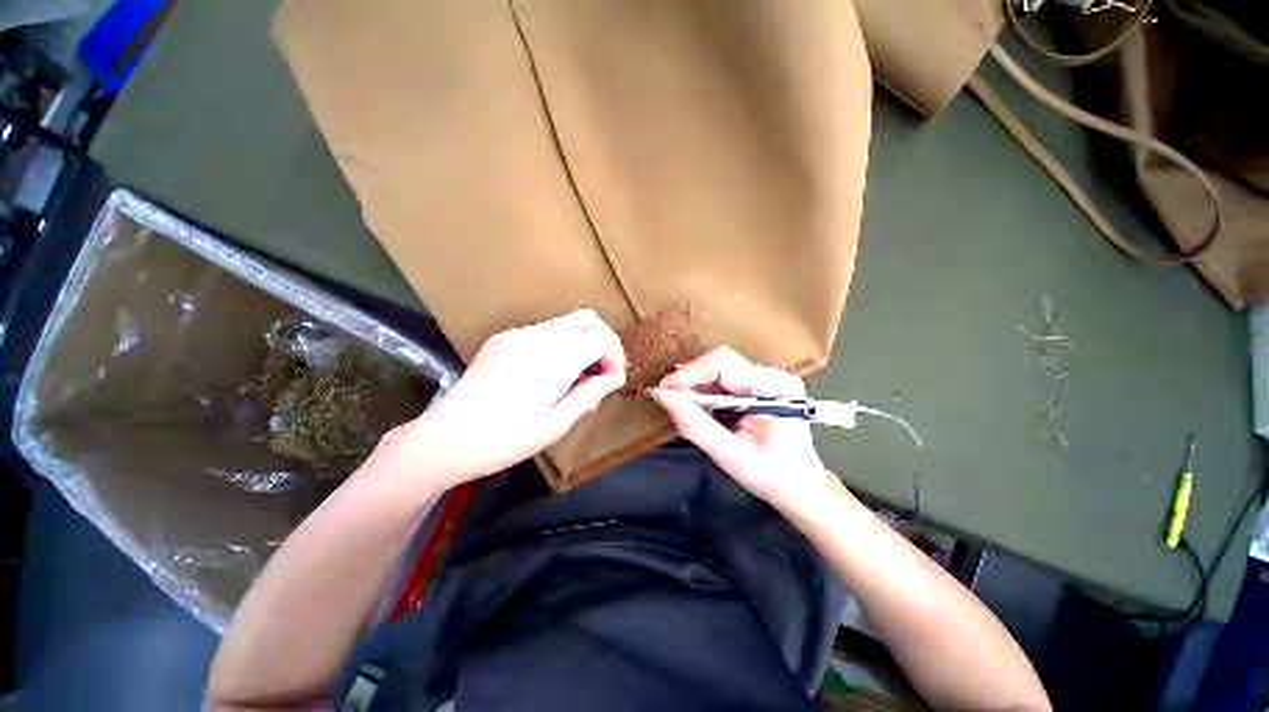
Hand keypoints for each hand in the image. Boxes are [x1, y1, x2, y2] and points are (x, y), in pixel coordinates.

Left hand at [368, 309, 625, 490]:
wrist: (441, 440)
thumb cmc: (500, 442)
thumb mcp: (552, 427)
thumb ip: (588, 395)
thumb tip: (616, 377)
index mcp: (546, 363)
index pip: (598, 336)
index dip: (614, 354)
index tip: (612, 379)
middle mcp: (532, 339)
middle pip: (586, 318)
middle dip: (603, 343)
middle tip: (601, 375)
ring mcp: (515, 335)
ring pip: (567, 324)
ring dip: (583, 345)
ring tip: (577, 382)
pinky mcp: (504, 338)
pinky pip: (546, 332)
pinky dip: (563, 347)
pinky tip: (554, 376)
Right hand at [652, 347, 834, 509]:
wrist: (801, 486)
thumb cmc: (770, 476)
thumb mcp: (728, 455)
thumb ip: (695, 425)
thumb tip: (663, 396)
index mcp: (774, 389)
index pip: (723, 364)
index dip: (689, 373)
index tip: (664, 391)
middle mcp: (775, 375)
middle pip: (721, 362)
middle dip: (691, 379)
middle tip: (670, 400)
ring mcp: (770, 377)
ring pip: (721, 368)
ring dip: (698, 385)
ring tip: (687, 407)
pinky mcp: (763, 383)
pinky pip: (727, 377)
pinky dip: (709, 391)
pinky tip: (704, 409)